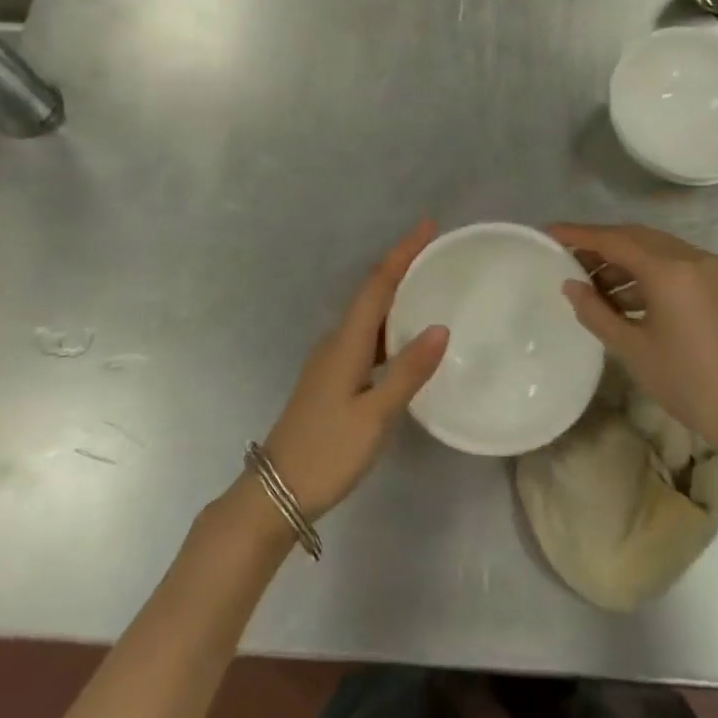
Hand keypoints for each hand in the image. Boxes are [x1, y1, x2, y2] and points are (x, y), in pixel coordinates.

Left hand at [259, 222, 449, 520]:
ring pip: (368, 316)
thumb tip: (441, 327)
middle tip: (436, 251)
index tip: (427, 226)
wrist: (276, 492)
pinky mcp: (331, 379)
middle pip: (371, 293)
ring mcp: (330, 361)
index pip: (377, 285)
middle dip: (401, 266)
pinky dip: (389, 326)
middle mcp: (335, 342)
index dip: (402, 253)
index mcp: (345, 343)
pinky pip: (365, 338)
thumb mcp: (374, 416)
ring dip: (395, 294)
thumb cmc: (327, 452)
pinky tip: (406, 339)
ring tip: (428, 285)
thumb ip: (408, 372)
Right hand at [549, 223, 717, 448]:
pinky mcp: (717, 287)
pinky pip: (672, 266)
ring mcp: (708, 271)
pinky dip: (644, 274)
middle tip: (566, 258)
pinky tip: (623, 299)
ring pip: (655, 251)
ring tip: (591, 285)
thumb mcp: (632, 348)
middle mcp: (691, 258)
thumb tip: (570, 285)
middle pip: (635, 238)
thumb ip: (596, 312)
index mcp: (669, 269)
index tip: (548, 233)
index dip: (578, 235)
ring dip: (622, 261)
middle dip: (599, 245)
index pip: (613, 240)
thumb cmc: (687, 381)